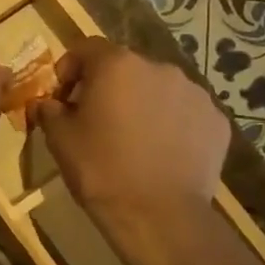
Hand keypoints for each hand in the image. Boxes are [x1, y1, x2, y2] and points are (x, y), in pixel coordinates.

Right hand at [31, 39, 227, 222]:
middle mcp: (159, 68)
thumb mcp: (58, 138)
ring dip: (141, 103)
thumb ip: (49, 109)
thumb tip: (47, 103)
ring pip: (157, 88)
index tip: (62, 97)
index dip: (69, 68)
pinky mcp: (217, 121)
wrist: (158, 216)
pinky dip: (171, 123)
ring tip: (132, 137)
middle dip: (107, 86)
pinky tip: (160, 152)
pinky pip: (184, 112)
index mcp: (117, 65)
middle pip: (125, 67)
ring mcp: (194, 93)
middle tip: (96, 119)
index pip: (86, 48)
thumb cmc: (100, 169)